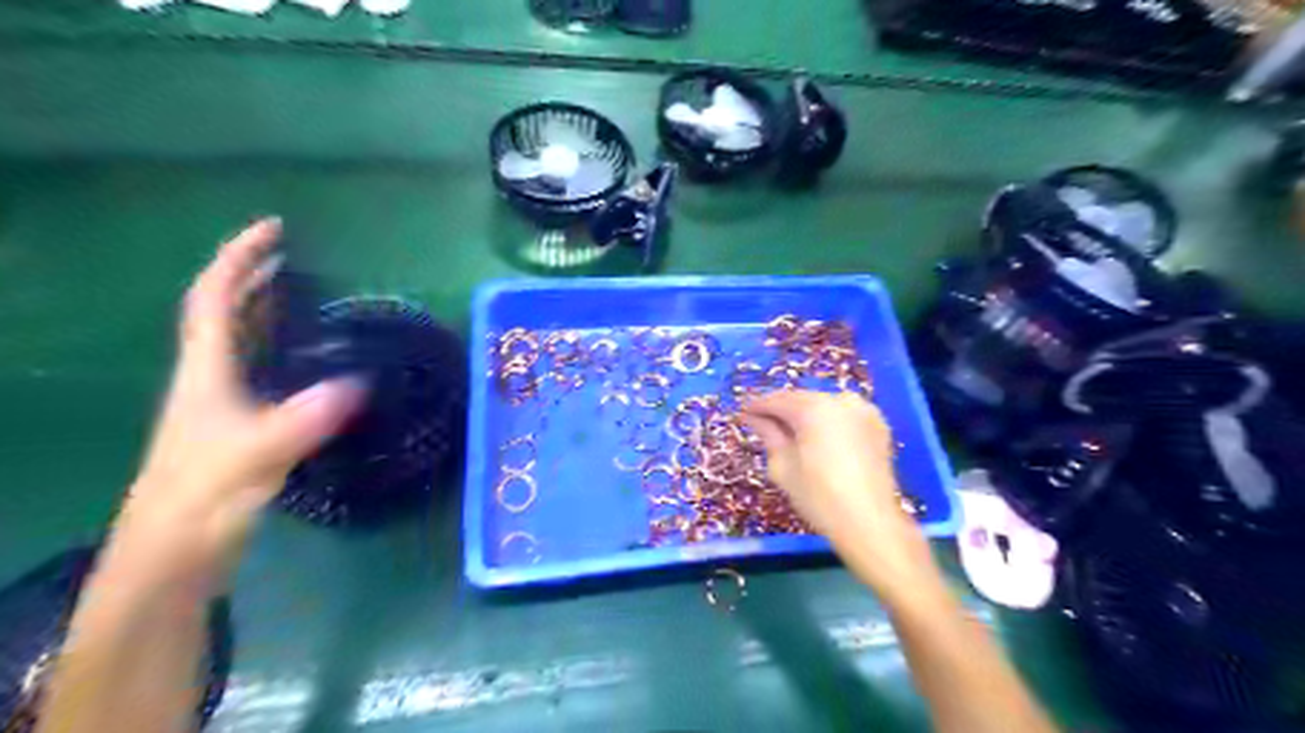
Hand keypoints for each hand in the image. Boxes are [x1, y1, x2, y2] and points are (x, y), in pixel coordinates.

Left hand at [105, 221, 360, 598]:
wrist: (176, 551)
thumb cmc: (203, 494)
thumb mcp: (257, 453)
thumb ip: (305, 417)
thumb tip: (360, 382)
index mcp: (205, 370)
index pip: (215, 298)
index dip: (240, 259)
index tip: (273, 230)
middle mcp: (209, 377)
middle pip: (226, 313)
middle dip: (254, 277)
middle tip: (295, 257)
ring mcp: (223, 403)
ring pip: (242, 341)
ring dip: (267, 310)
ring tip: (305, 294)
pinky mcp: (241, 426)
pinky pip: (263, 370)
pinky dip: (283, 350)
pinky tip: (312, 360)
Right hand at [739, 391, 931, 604]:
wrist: (870, 523)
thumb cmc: (819, 497)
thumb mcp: (783, 466)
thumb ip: (768, 435)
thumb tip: (753, 418)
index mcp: (814, 408)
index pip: (777, 400)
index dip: (756, 406)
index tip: (742, 414)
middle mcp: (840, 400)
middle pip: (801, 399)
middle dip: (780, 410)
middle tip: (760, 422)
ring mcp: (863, 410)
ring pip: (823, 405)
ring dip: (803, 414)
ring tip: (787, 431)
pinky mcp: (877, 424)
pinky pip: (843, 415)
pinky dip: (826, 421)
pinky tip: (816, 437)